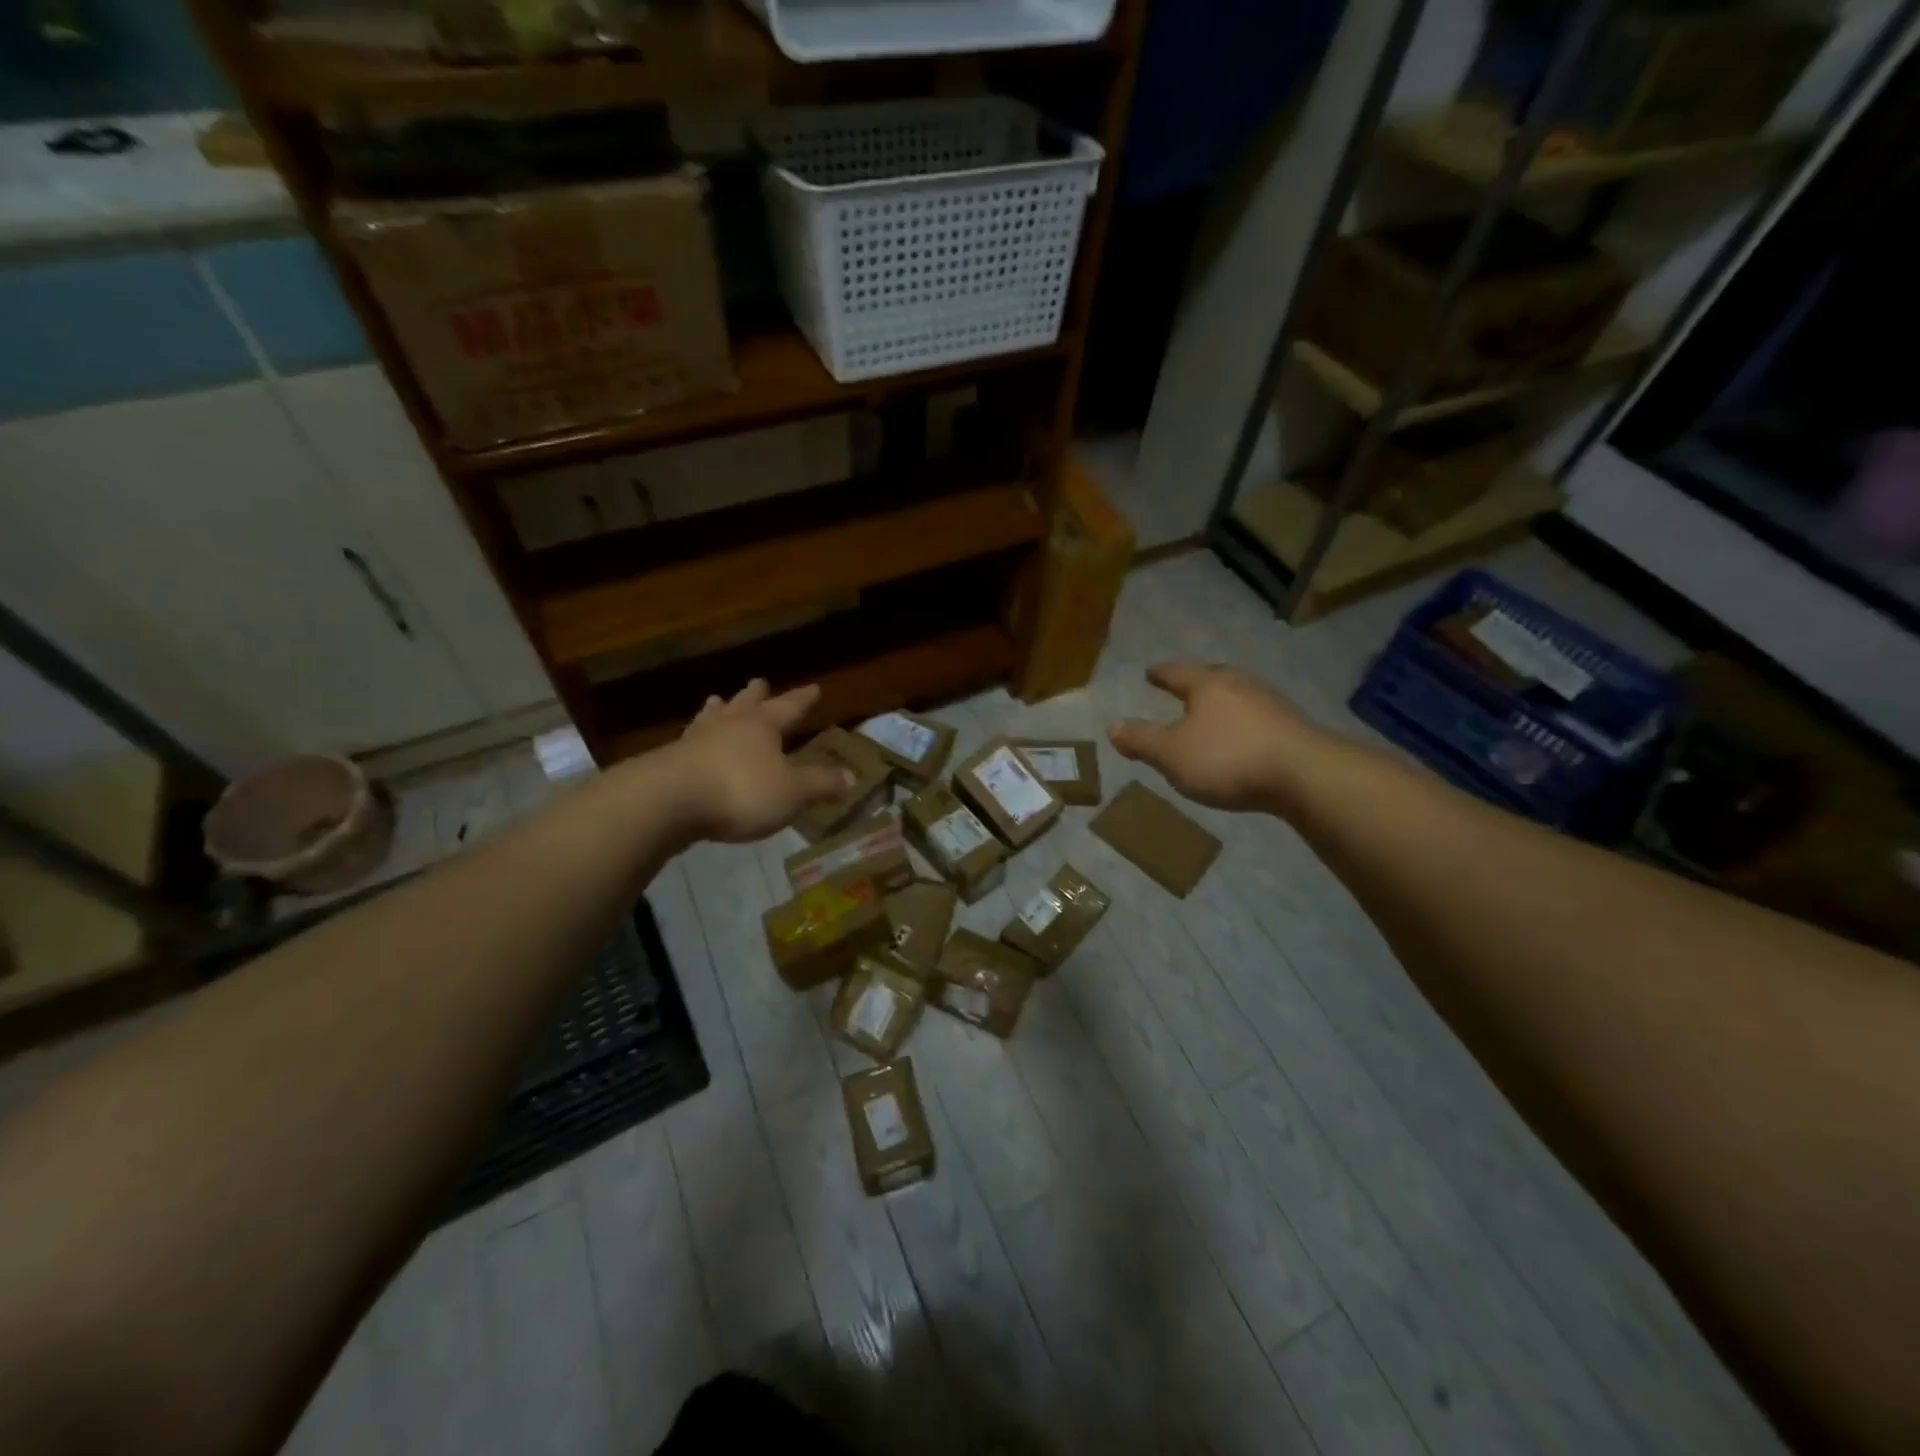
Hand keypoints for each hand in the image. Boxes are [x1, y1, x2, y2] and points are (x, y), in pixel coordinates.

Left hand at [667, 680, 848, 843]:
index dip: (802, 699)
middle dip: (756, 694)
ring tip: (718, 700)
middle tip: (759, 681)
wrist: (667, 801)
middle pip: (746, 703)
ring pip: (712, 717)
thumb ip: (821, 783)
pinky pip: (689, 742)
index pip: (789, 707)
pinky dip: (696, 738)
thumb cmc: (740, 790)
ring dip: (719, 709)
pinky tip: (691, 743)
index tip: (814, 687)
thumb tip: (851, 777)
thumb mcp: (792, 791)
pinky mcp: (670, 761)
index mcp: (762, 726)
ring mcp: (695, 740)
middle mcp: (729, 725)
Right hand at [1109, 662, 1322, 812]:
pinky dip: (1242, 723)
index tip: (1150, 672)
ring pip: (1238, 696)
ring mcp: (1270, 704)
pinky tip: (1240, 738)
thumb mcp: (1171, 754)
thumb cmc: (1227, 758)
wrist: (1304, 775)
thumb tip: (1113, 726)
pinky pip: (1256, 718)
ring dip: (1222, 703)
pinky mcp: (1291, 728)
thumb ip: (1142, 740)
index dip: (1161, 674)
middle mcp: (1240, 685)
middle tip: (1183, 686)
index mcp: (1207, 685)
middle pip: (1213, 677)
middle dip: (1196, 682)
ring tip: (1211, 713)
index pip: (1177, 673)